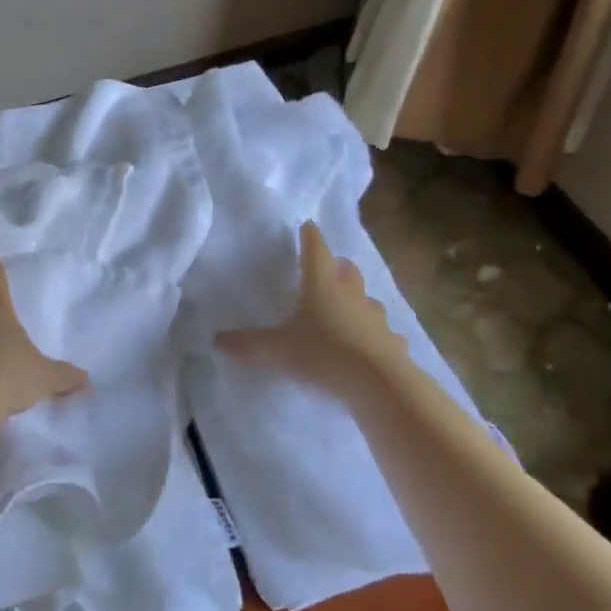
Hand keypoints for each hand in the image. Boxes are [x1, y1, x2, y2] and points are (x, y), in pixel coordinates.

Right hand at [215, 222, 409, 399]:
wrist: (379, 384)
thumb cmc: (324, 354)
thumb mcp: (278, 350)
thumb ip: (248, 343)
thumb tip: (217, 339)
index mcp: (322, 285)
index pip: (315, 251)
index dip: (310, 237)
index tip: (307, 225)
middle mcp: (351, 295)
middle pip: (347, 270)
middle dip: (337, 266)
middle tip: (327, 268)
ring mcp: (376, 318)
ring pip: (367, 300)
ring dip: (357, 300)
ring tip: (346, 309)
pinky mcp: (392, 343)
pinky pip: (384, 333)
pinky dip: (376, 335)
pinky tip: (371, 346)